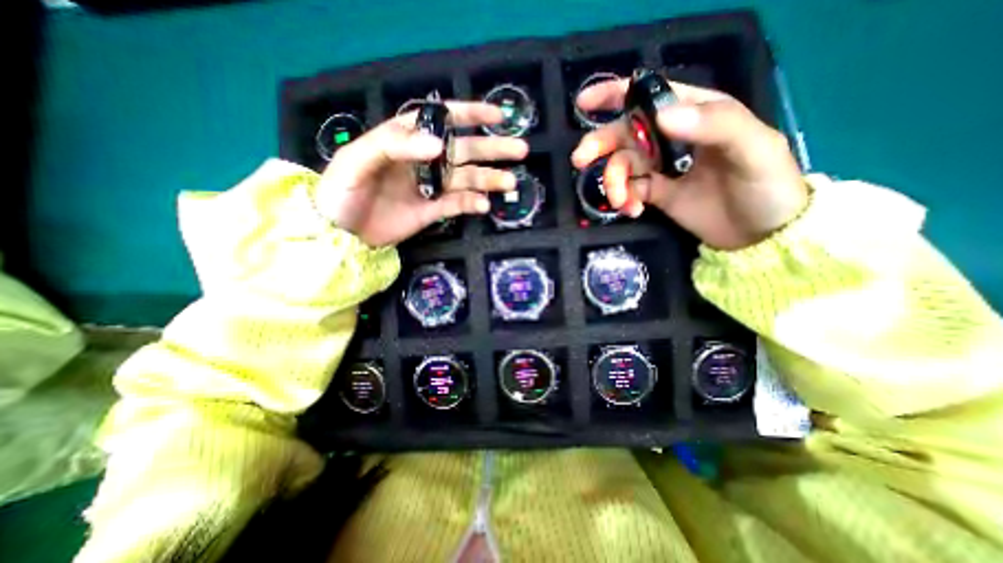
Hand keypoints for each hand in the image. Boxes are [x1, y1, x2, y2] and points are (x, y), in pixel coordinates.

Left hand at [316, 101, 527, 244]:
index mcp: (406, 140)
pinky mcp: (433, 210)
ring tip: (510, 182)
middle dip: (493, 149)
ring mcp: (430, 187)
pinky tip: (484, 205)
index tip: (498, 116)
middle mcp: (424, 160)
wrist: (340, 234)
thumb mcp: (357, 160)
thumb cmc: (341, 192)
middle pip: (465, 150)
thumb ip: (394, 146)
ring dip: (490, 179)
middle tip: (520, 150)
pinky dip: (472, 204)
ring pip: (467, 179)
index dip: (471, 114)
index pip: (442, 120)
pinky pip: (458, 204)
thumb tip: (439, 145)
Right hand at [572, 77, 805, 248]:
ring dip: (613, 182)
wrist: (760, 234)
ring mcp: (661, 168)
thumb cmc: (766, 185)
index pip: (651, 95)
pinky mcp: (655, 194)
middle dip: (601, 145)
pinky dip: (624, 201)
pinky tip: (632, 211)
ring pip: (622, 166)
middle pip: (626, 134)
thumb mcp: (754, 147)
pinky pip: (629, 192)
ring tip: (621, 202)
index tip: (584, 104)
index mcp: (695, 114)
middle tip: (580, 160)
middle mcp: (672, 138)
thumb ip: (714, 125)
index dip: (616, 95)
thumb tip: (660, 116)